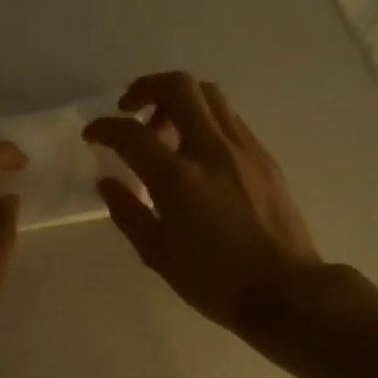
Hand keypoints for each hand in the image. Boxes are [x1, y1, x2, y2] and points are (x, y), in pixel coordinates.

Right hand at [86, 72, 323, 332]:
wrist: (284, 290)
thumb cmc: (214, 280)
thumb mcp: (157, 254)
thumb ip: (128, 212)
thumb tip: (107, 181)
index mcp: (177, 178)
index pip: (131, 134)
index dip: (104, 128)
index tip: (93, 135)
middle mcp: (211, 150)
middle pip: (178, 87)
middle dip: (145, 88)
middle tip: (130, 111)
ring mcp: (243, 149)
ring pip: (210, 95)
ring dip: (179, 101)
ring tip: (165, 131)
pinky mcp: (265, 158)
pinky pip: (230, 120)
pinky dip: (205, 121)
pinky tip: (198, 153)